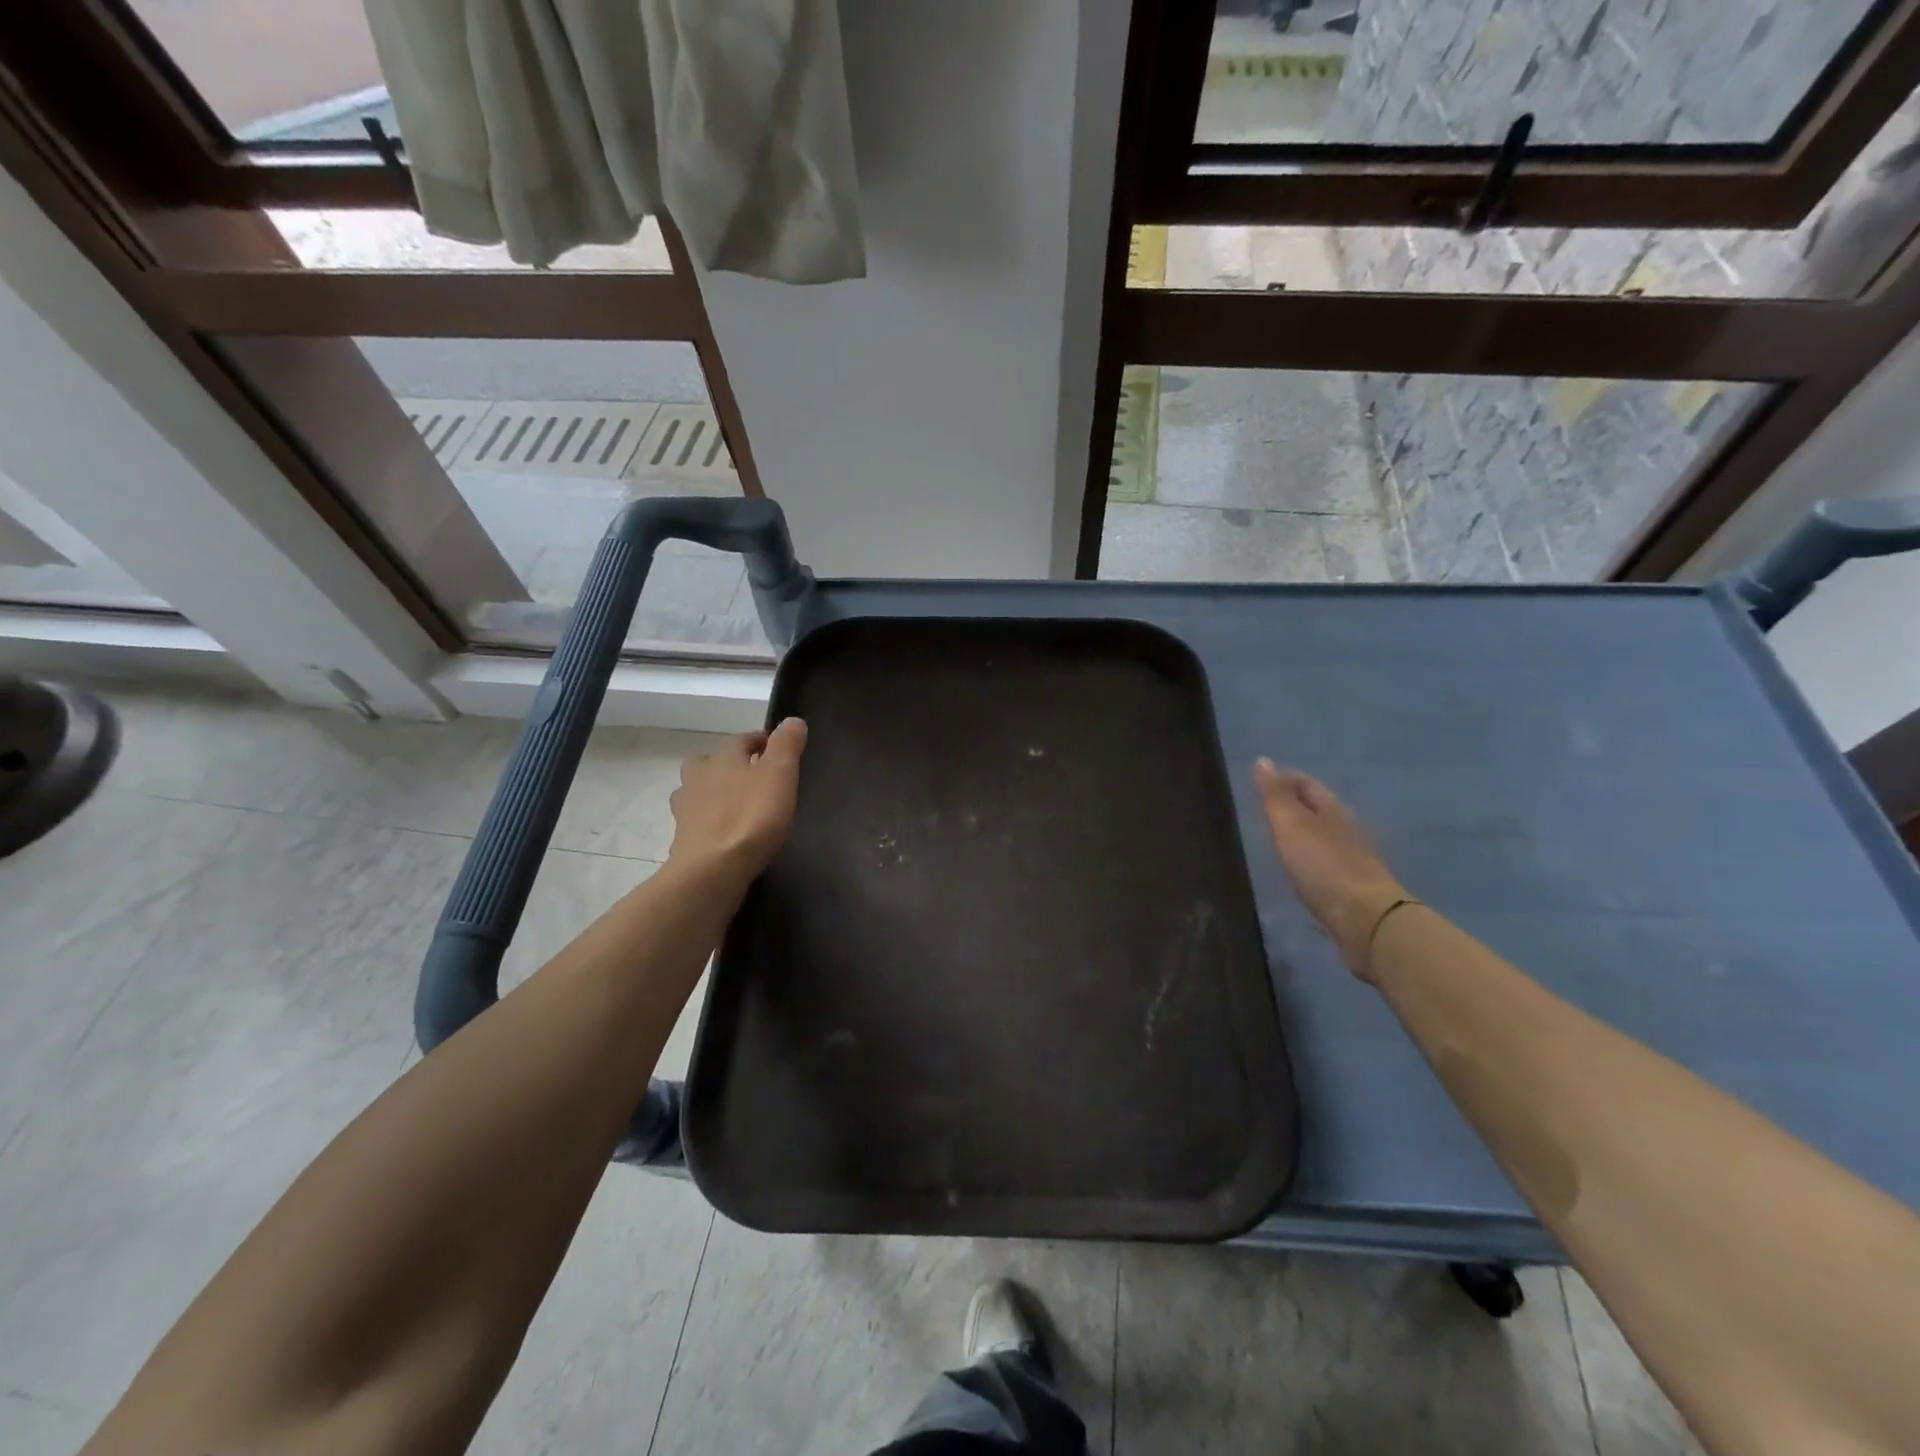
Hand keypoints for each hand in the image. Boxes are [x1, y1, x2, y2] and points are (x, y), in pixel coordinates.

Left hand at [668, 718, 807, 877]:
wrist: (712, 869)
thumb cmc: (752, 816)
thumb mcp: (780, 774)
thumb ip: (787, 745)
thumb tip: (792, 720)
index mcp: (723, 757)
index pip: (743, 740)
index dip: (762, 743)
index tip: (778, 752)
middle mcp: (698, 776)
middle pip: (714, 763)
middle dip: (732, 766)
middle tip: (755, 779)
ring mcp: (685, 808)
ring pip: (701, 790)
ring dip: (716, 793)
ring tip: (738, 806)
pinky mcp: (682, 837)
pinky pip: (698, 821)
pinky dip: (710, 821)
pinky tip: (725, 833)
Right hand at [1253, 760, 1408, 979]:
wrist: (1365, 920)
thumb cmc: (1323, 866)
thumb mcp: (1291, 825)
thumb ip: (1275, 795)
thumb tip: (1263, 760)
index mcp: (1332, 809)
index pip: (1306, 783)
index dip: (1283, 779)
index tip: (1260, 782)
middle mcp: (1347, 828)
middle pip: (1318, 808)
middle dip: (1294, 805)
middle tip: (1265, 810)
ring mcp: (1354, 858)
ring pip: (1323, 835)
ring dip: (1303, 833)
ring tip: (1278, 839)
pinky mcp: (1354, 886)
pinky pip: (1327, 862)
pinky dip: (1311, 859)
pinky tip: (1300, 870)